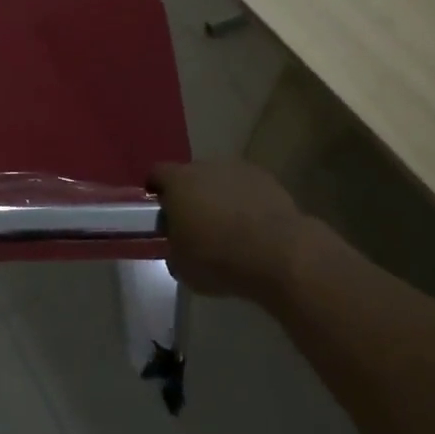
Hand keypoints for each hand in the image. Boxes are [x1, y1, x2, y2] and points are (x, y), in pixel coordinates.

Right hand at [149, 160, 309, 298]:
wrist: (279, 254)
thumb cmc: (219, 259)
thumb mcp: (182, 267)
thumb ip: (173, 249)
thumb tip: (178, 247)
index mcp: (178, 182)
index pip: (156, 174)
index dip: (155, 191)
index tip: (160, 211)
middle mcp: (205, 167)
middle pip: (190, 175)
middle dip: (190, 195)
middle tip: (195, 224)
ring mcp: (238, 170)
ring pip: (220, 181)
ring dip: (219, 198)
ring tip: (228, 228)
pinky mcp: (267, 180)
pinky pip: (246, 188)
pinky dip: (245, 202)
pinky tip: (253, 227)